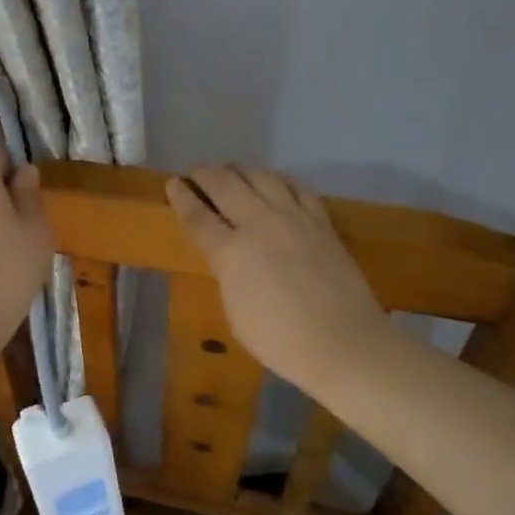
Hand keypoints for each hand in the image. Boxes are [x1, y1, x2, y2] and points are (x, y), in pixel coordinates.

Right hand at [166, 166, 388, 393]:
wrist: (343, 344)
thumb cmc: (280, 340)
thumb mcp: (234, 310)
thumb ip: (227, 273)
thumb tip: (228, 255)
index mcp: (230, 253)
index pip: (197, 215)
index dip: (181, 197)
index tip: (172, 184)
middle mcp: (259, 224)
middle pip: (225, 184)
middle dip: (204, 173)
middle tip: (195, 174)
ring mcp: (293, 218)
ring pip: (260, 175)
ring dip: (238, 169)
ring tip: (230, 172)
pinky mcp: (321, 221)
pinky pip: (296, 187)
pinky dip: (278, 180)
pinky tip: (273, 183)